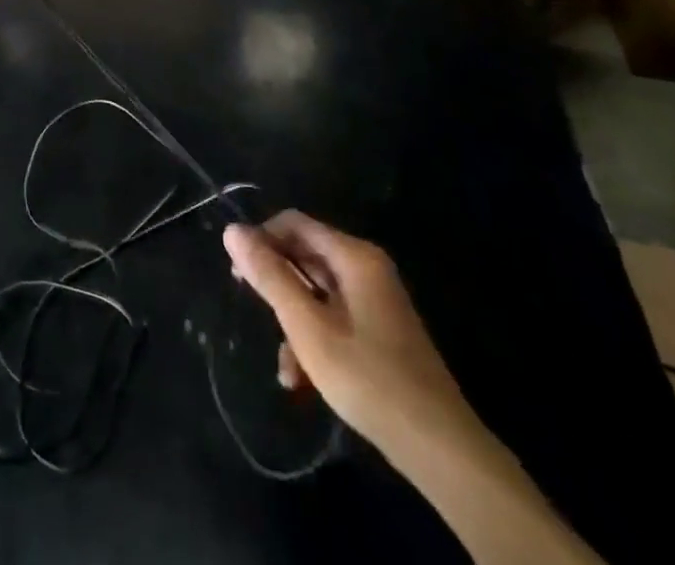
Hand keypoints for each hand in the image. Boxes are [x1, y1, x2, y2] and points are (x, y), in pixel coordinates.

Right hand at [223, 213, 481, 460]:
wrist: (441, 450)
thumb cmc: (369, 379)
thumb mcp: (308, 327)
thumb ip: (270, 276)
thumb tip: (232, 231)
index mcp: (354, 256)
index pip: (294, 223)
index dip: (262, 240)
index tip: (239, 273)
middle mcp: (366, 268)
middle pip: (305, 257)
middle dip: (277, 287)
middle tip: (253, 312)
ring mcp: (375, 301)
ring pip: (316, 293)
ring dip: (293, 324)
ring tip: (285, 370)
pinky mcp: (379, 332)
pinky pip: (334, 319)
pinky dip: (314, 341)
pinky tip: (302, 381)